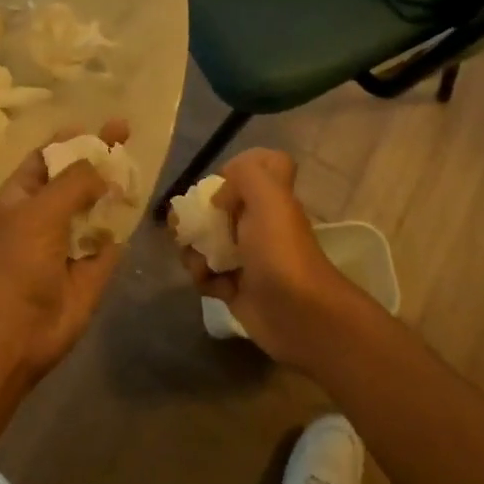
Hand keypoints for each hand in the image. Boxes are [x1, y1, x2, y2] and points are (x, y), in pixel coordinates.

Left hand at [0, 119, 129, 387]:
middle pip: (76, 180)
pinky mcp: (91, 272)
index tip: (102, 125)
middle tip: (128, 136)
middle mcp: (44, 216)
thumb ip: (75, 182)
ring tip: (137, 172)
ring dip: (114, 193)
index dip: (72, 140)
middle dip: (99, 161)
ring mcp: (68, 244)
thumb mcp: (41, 210)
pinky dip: (122, 230)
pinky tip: (137, 210)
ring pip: (96, 210)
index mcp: (21, 197)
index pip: (47, 158)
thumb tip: (102, 166)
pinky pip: (110, 243)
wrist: (15, 332)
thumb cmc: (17, 263)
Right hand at [179, 148, 369, 367]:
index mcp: (270, 200)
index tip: (219, 185)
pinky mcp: (235, 289)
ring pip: (208, 243)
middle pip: (220, 209)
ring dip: (194, 251)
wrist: (297, 315)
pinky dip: (202, 279)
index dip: (238, 170)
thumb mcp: (269, 197)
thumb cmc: (280, 251)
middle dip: (197, 216)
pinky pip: (207, 276)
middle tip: (185, 228)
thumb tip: (218, 195)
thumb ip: (246, 174)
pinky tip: (208, 284)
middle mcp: (259, 225)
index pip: (262, 168)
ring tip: (199, 264)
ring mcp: (247, 259)